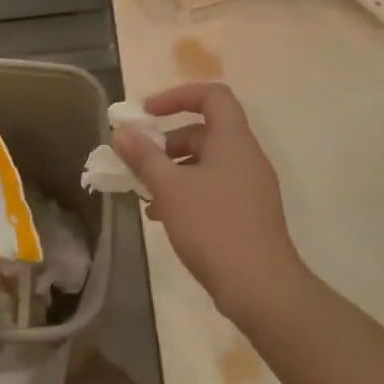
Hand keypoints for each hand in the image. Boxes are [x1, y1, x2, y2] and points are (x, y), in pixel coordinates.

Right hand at [111, 83, 305, 319]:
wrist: (261, 287)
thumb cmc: (213, 227)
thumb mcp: (169, 188)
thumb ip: (143, 156)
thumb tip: (122, 131)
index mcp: (233, 140)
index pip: (212, 95)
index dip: (177, 96)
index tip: (147, 114)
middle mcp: (246, 156)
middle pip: (205, 131)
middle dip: (167, 142)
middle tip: (139, 161)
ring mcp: (251, 186)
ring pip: (207, 163)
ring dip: (174, 170)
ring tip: (145, 193)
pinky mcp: (249, 213)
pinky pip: (214, 187)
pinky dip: (188, 191)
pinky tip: (164, 217)